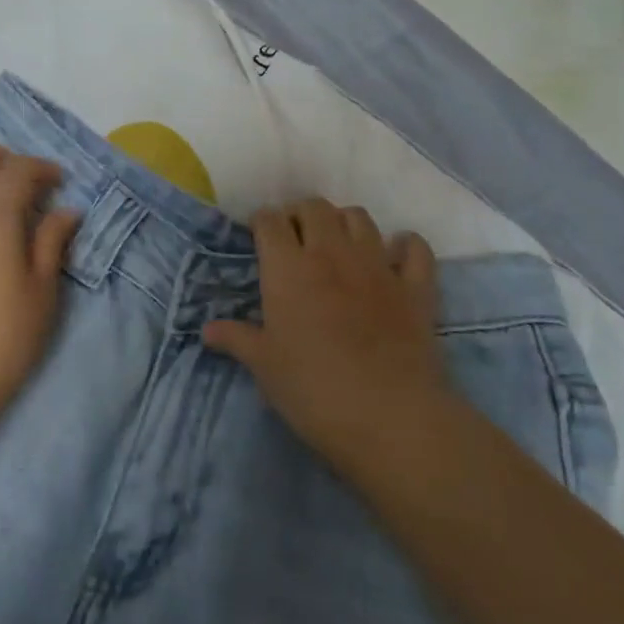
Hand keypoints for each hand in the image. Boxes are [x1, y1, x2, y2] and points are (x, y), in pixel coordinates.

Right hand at [203, 199, 441, 477]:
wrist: (389, 416)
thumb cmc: (313, 389)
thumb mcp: (264, 366)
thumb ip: (237, 339)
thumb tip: (207, 329)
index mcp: (288, 267)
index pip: (270, 221)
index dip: (262, 222)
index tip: (259, 237)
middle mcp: (332, 253)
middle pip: (314, 207)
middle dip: (300, 214)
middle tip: (294, 239)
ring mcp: (378, 265)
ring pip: (359, 217)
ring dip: (343, 222)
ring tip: (336, 244)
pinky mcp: (415, 286)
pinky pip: (414, 248)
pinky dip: (404, 245)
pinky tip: (395, 256)